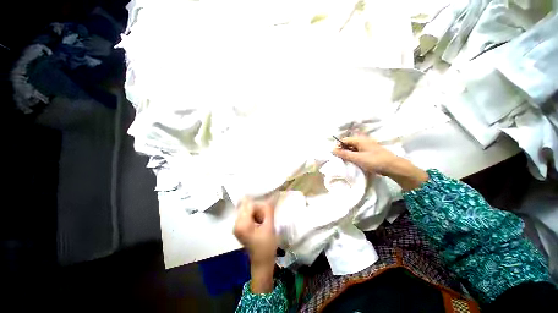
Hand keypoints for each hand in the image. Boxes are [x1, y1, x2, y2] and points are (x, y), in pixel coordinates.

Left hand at [233, 198, 276, 292]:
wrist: (262, 263)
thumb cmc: (267, 246)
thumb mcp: (269, 226)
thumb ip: (268, 210)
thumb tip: (270, 196)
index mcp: (242, 224)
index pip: (250, 205)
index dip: (260, 205)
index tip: (268, 211)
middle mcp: (236, 223)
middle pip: (247, 207)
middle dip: (258, 209)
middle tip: (266, 219)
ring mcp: (237, 226)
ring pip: (248, 210)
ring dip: (257, 213)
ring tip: (263, 222)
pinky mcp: (240, 228)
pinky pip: (247, 215)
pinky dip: (254, 216)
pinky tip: (260, 223)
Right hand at [332, 136, 428, 190]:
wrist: (394, 167)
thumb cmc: (374, 161)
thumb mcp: (357, 158)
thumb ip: (344, 154)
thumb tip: (332, 149)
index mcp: (360, 140)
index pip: (344, 140)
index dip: (338, 146)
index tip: (334, 154)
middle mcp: (363, 141)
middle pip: (349, 143)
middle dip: (343, 149)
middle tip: (339, 158)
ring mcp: (367, 146)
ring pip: (353, 147)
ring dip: (348, 153)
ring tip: (345, 160)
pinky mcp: (370, 151)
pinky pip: (358, 151)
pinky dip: (354, 155)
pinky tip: (353, 161)